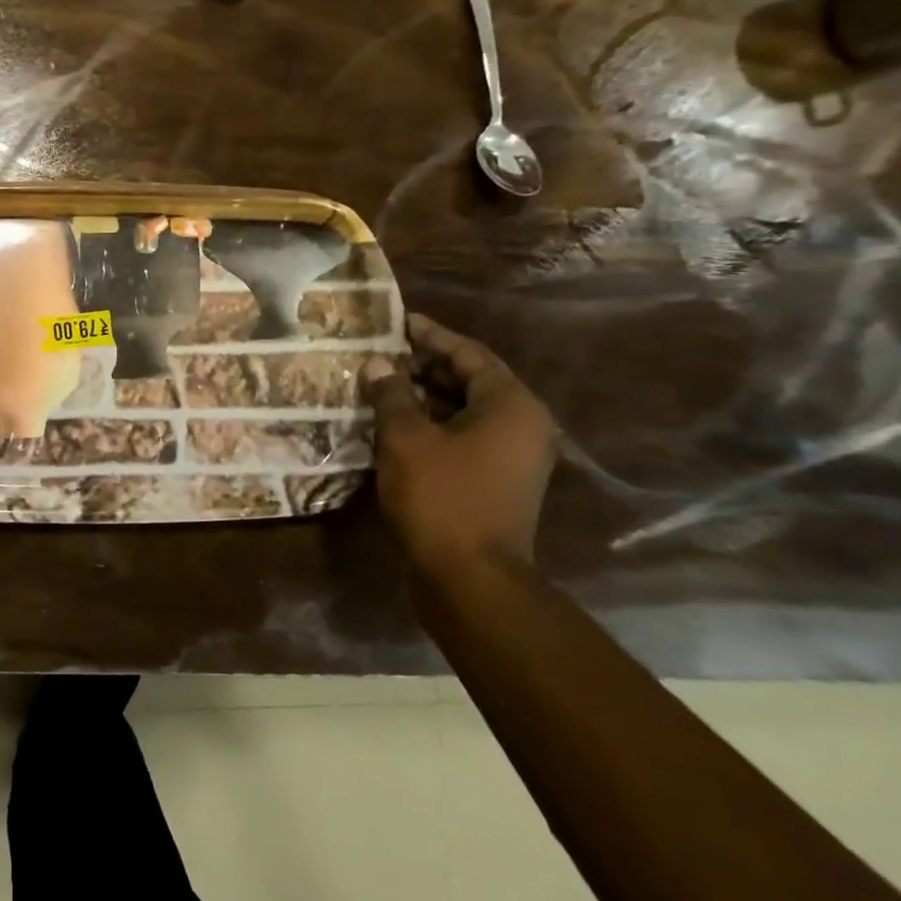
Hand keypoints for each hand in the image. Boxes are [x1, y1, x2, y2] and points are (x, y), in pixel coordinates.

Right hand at [365, 313, 555, 576]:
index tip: (398, 321)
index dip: (431, 335)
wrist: (471, 578)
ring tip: (381, 385)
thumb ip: (392, 394)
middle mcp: (521, 425)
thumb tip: (380, 363)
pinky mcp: (495, 482)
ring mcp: (511, 457)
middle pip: (470, 380)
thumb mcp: (406, 439)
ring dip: (425, 397)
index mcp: (510, 405)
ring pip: (464, 411)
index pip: (469, 354)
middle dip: (425, 365)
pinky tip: (394, 425)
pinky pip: (463, 437)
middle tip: (382, 353)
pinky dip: (432, 425)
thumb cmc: (441, 497)